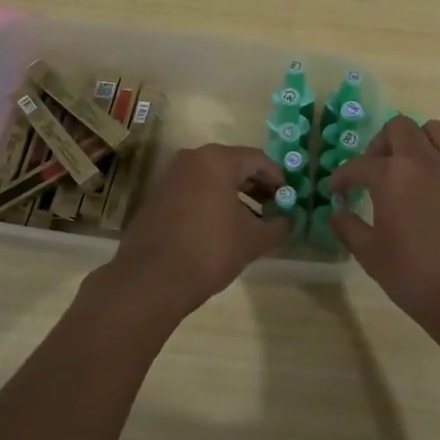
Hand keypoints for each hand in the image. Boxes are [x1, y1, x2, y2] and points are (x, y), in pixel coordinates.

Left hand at [88, 144, 289, 325]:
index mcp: (217, 160)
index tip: (289, 198)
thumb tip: (288, 221)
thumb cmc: (209, 250)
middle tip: (273, 208)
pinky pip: (192, 190)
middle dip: (255, 186)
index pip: (258, 159)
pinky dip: (211, 201)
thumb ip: (278, 226)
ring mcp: (170, 176)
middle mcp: (191, 159)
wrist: (150, 280)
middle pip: (233, 165)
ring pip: (211, 178)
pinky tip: (221, 227)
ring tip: (250, 221)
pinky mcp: (156, 196)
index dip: (277, 178)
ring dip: (233, 195)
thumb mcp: (253, 240)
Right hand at [327, 117, 439, 350]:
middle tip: (378, 167)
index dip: (344, 176)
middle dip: (383, 143)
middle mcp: (426, 161)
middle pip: (400, 128)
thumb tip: (336, 213)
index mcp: (392, 176)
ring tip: (415, 168)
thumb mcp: (371, 256)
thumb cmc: (416, 278)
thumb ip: (349, 228)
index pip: (360, 164)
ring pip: (437, 131)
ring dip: (420, 143)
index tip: (338, 188)